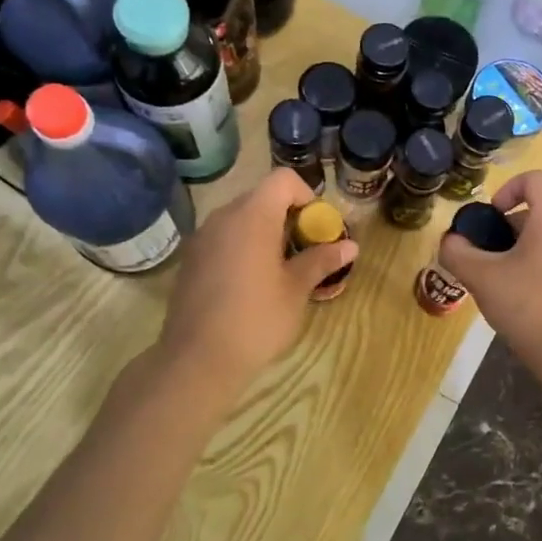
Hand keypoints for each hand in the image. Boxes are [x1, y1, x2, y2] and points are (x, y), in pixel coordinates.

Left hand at [159, 170, 356, 390]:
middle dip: (289, 216)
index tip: (317, 228)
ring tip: (280, 269)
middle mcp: (224, 217)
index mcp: (252, 216)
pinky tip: (251, 284)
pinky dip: (243, 247)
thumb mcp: (296, 290)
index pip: (283, 180)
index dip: (307, 196)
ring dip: (266, 232)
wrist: (197, 360)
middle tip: (305, 251)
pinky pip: (224, 238)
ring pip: (242, 218)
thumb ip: (321, 260)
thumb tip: (350, 245)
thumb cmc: (256, 320)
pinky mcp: (191, 259)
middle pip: (262, 197)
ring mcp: (202, 238)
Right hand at [438, 171, 541, 371]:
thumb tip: (451, 242)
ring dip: (523, 253)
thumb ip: (458, 254)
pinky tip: (527, 304)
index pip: (535, 179)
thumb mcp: (483, 278)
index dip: (507, 189)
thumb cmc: (530, 306)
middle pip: (540, 213)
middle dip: (508, 231)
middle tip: (486, 261)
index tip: (490, 219)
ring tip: (503, 286)